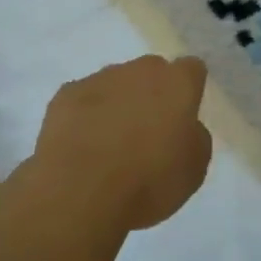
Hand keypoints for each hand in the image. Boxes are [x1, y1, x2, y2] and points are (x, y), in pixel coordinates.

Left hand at [34, 56, 212, 231]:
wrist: (80, 191)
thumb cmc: (148, 182)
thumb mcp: (194, 170)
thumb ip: (194, 138)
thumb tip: (184, 127)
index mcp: (176, 84)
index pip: (191, 69)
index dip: (189, 91)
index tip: (183, 116)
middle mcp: (139, 71)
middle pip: (151, 73)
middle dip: (151, 94)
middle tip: (147, 132)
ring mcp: (99, 79)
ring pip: (115, 84)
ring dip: (117, 104)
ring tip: (109, 145)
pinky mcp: (66, 94)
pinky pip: (83, 99)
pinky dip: (85, 116)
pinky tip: (82, 146)